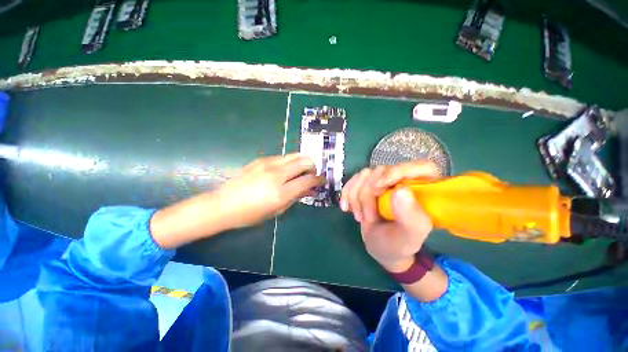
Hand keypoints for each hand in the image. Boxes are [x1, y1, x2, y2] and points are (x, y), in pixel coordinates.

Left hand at [216, 153, 324, 228]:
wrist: (223, 204)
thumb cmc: (251, 214)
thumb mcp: (277, 210)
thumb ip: (296, 197)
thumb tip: (311, 189)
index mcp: (280, 192)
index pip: (308, 179)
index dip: (319, 179)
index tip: (322, 180)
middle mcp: (276, 174)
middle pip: (304, 161)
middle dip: (313, 167)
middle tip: (311, 175)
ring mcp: (268, 164)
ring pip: (295, 155)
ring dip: (302, 162)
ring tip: (300, 171)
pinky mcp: (261, 159)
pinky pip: (283, 157)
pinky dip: (290, 162)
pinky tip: (285, 171)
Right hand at [340, 161, 438, 271]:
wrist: (381, 246)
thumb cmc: (399, 243)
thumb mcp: (409, 236)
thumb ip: (411, 217)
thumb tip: (401, 190)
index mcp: (424, 189)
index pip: (420, 166)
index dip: (398, 171)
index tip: (379, 186)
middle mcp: (404, 179)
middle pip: (382, 170)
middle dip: (368, 194)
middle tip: (367, 217)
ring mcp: (384, 180)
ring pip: (364, 175)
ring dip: (356, 197)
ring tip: (360, 218)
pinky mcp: (368, 183)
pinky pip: (353, 180)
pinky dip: (347, 193)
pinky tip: (346, 208)